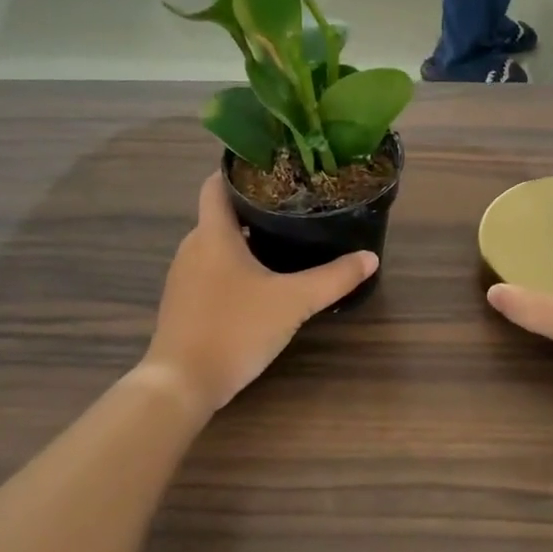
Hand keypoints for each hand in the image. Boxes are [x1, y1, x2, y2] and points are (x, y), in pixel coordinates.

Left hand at [142, 172, 376, 415]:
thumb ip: (333, 278)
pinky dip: (233, 268)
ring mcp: (184, 277)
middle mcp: (192, 247)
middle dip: (253, 208)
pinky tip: (261, 283)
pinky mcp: (183, 303)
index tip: (273, 168)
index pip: (216, 184)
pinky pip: (211, 271)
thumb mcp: (293, 302)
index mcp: (213, 234)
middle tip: (294, 207)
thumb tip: (369, 257)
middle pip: (220, 214)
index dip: (240, 170)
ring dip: (245, 240)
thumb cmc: (235, 328)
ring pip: (216, 245)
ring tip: (284, 241)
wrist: (182, 383)